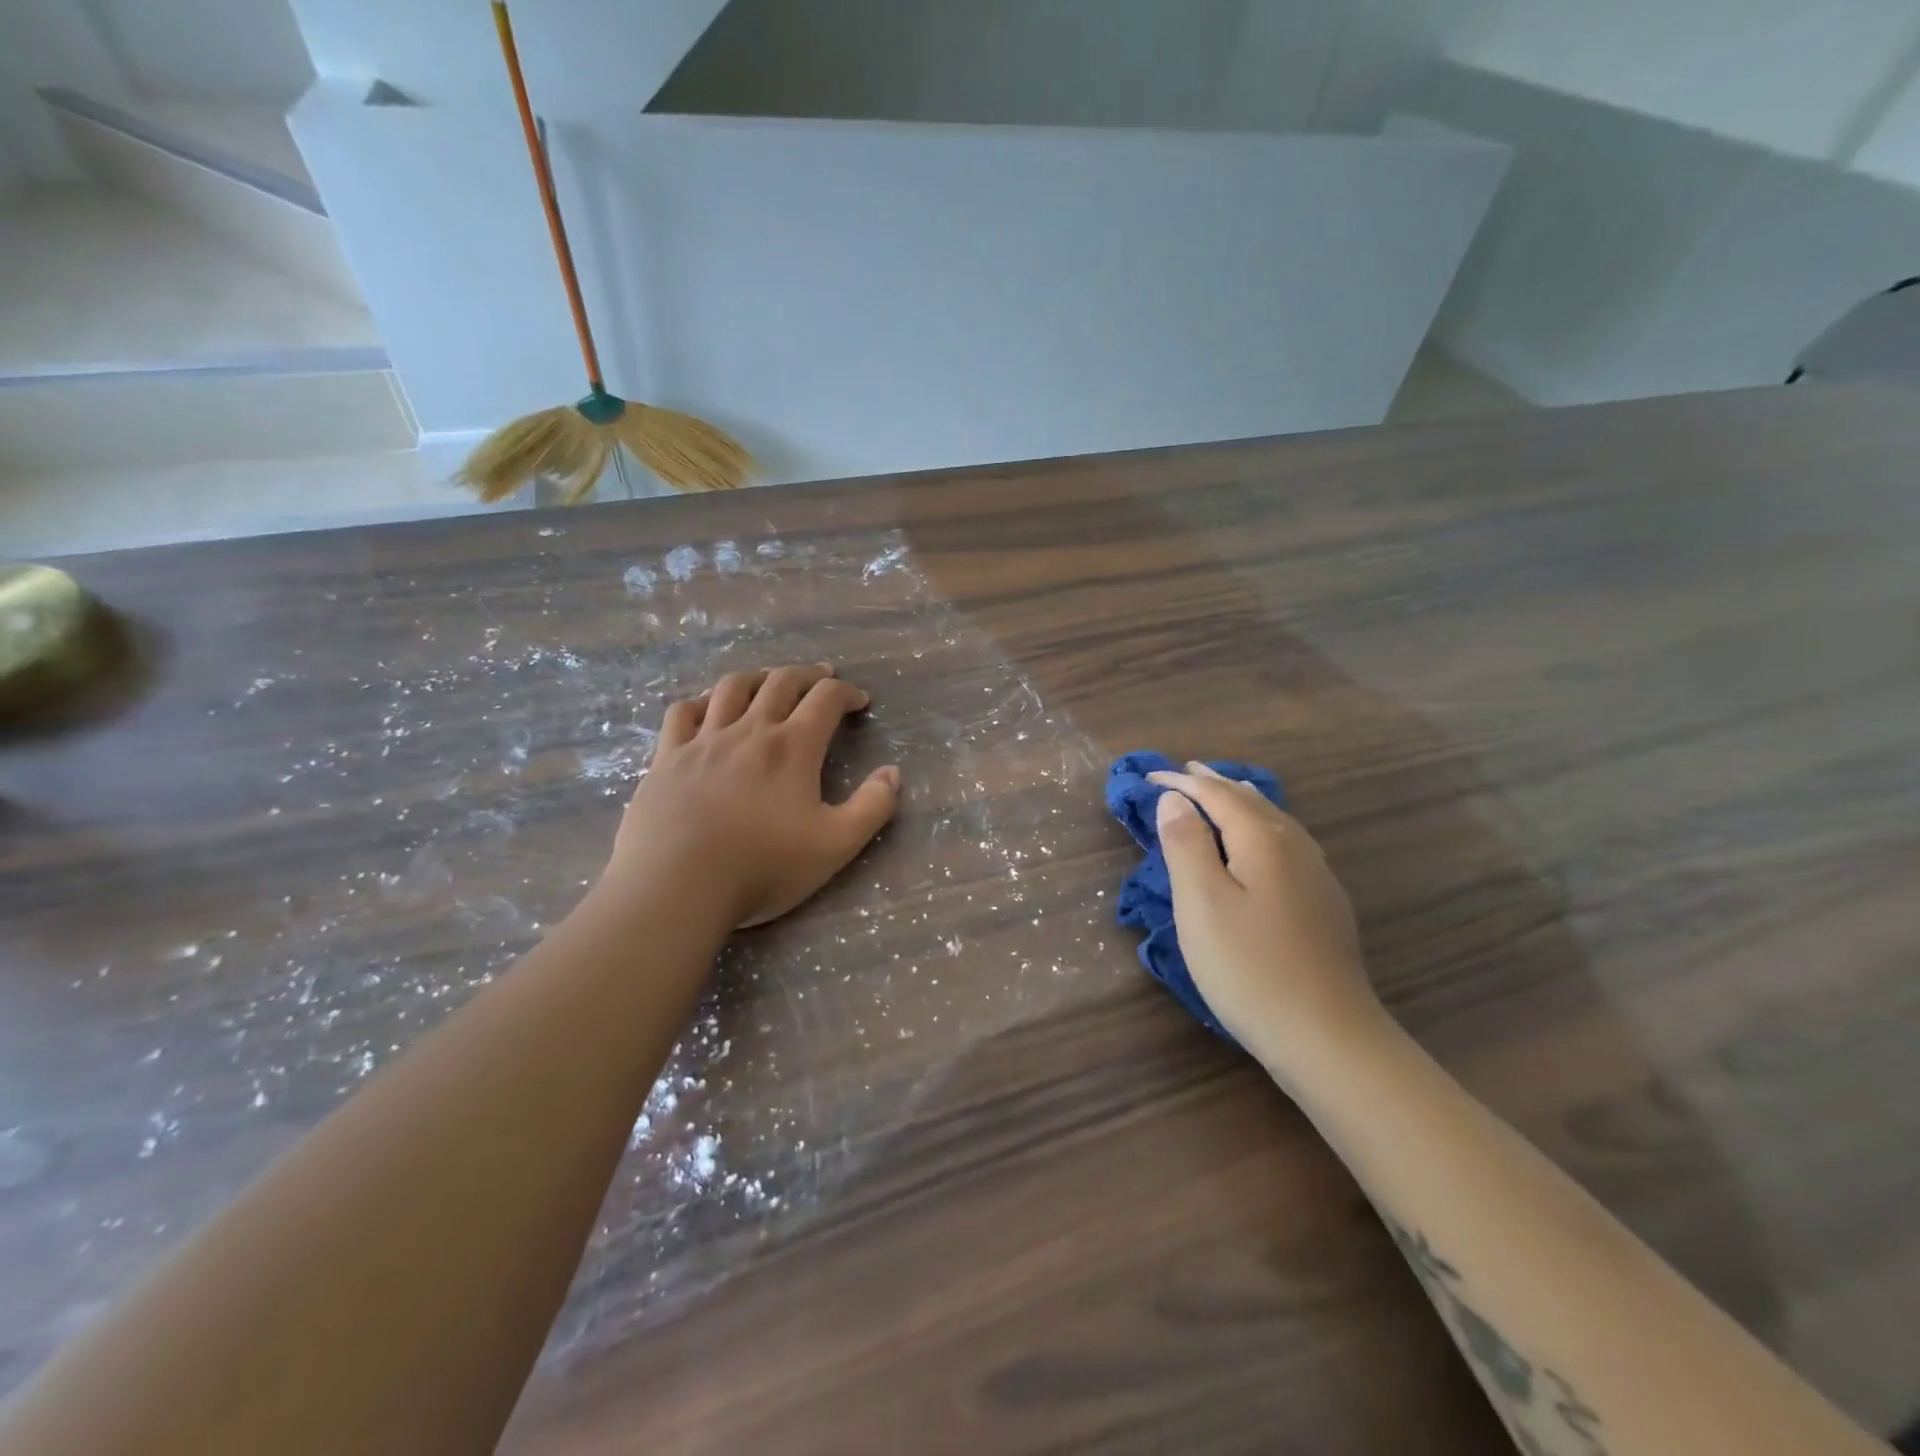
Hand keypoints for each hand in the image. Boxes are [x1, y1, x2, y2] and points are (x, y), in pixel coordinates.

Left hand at [609, 664, 900, 927]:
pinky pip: (683, 712)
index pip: (825, 699)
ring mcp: (703, 740)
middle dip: (807, 674)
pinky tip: (708, 708)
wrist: (677, 886)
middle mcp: (749, 731)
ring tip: (769, 681)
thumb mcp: (835, 845)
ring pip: (731, 688)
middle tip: (822, 678)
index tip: (859, 701)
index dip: (847, 693)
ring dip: (758, 677)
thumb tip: (893, 772)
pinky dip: (702, 701)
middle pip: (780, 682)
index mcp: (792, 747)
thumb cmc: (762, 867)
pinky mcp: (667, 758)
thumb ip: (872, 807)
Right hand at [1150, 764, 1386, 1070]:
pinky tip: (1260, 846)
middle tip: (1185, 772)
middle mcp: (1296, 847)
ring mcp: (1317, 877)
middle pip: (1251, 802)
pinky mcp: (1325, 905)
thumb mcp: (1201, 904)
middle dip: (1215, 784)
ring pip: (1275, 821)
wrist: (1328, 1037)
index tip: (1149, 776)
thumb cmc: (1249, 968)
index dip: (1182, 782)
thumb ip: (1187, 845)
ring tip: (1221, 794)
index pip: (1217, 795)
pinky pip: (1286, 844)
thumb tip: (1175, 798)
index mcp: (1263, 840)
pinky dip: (1260, 828)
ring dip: (1241, 803)